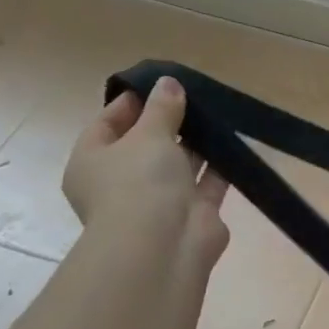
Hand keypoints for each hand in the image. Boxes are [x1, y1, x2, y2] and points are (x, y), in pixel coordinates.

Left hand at [62, 76, 229, 260]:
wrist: (164, 245)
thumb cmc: (139, 183)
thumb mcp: (148, 134)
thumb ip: (162, 108)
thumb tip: (169, 83)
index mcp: (93, 161)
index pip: (107, 124)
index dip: (131, 103)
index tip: (159, 85)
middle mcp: (122, 182)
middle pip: (145, 144)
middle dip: (169, 122)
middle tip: (195, 96)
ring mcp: (158, 200)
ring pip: (179, 164)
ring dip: (197, 143)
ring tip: (218, 113)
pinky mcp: (192, 213)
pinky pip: (207, 183)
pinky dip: (219, 165)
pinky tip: (234, 142)